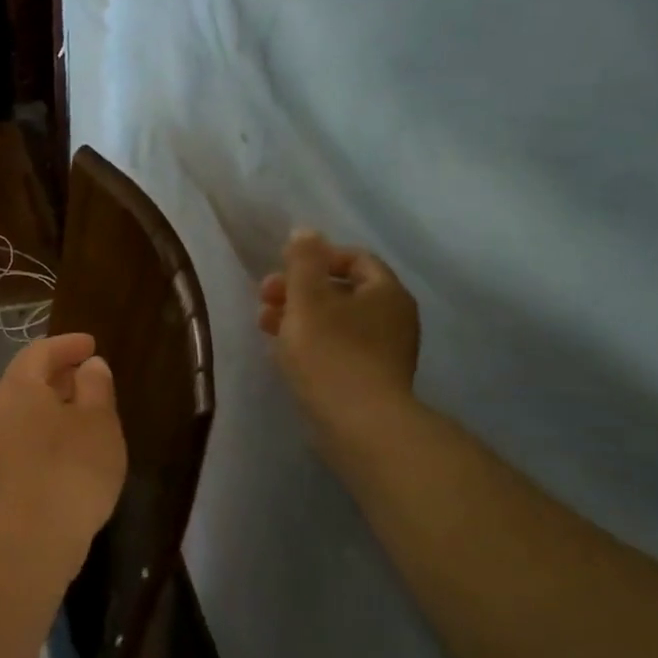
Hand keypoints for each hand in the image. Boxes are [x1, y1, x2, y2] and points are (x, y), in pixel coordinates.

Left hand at [0, 333, 127, 552]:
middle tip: (87, 372)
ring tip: (82, 407)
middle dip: (57, 371)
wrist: (35, 536)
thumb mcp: (98, 421)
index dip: (67, 345)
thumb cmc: (73, 467)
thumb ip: (95, 385)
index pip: (40, 351)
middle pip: (26, 378)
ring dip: (50, 401)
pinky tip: (67, 441)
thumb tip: (89, 366)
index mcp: (19, 386)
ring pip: (22, 408)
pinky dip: (44, 425)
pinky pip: (21, 432)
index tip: (91, 345)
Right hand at [258, 230, 421, 435]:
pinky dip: (313, 345)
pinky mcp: (371, 381)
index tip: (282, 270)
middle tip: (264, 300)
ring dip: (300, 319)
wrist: (360, 426)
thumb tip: (305, 231)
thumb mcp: (308, 299)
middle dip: (300, 291)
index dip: (316, 258)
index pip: (354, 259)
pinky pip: (339, 350)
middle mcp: (393, 318)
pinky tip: (286, 355)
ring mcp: (385, 352)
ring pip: (337, 323)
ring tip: (266, 328)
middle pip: (342, 291)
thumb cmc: (332, 354)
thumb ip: (303, 262)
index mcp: (386, 292)